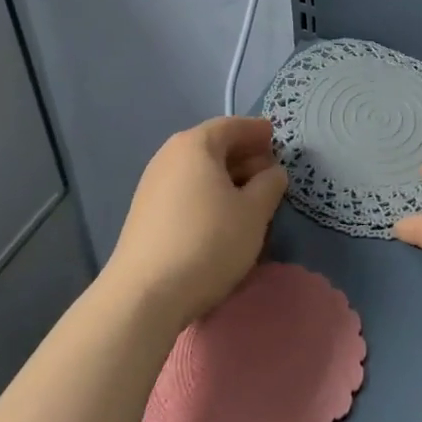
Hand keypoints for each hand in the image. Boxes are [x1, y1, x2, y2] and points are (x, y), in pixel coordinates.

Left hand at [103, 116, 287, 332]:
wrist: (145, 294)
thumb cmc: (208, 241)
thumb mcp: (254, 212)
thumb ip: (269, 185)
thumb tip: (272, 172)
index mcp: (195, 145)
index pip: (232, 126)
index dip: (256, 131)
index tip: (276, 138)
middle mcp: (169, 156)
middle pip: (213, 147)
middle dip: (243, 156)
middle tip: (269, 172)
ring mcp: (152, 185)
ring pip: (198, 171)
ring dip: (226, 178)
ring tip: (251, 198)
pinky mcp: (145, 214)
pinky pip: (185, 191)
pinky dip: (208, 195)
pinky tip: (222, 217)